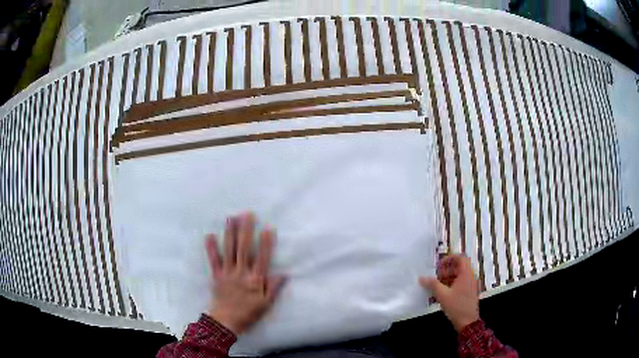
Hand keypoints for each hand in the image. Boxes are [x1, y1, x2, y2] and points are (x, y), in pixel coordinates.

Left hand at [205, 212, 285, 334]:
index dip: (265, 243)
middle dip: (246, 230)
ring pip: (229, 250)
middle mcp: (241, 273)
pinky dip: (211, 248)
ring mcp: (227, 273)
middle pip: (244, 249)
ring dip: (230, 233)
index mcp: (255, 280)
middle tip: (247, 214)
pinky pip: (213, 260)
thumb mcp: (266, 304)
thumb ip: (273, 288)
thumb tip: (284, 274)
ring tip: (231, 218)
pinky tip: (209, 235)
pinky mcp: (216, 275)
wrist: (226, 322)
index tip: (267, 228)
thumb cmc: (248, 313)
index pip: (262, 258)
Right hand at [419, 254, 479, 331]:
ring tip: (438, 286)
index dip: (449, 258)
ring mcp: (472, 284)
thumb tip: (422, 278)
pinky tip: (443, 293)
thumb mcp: (442, 295)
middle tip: (436, 277)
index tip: (439, 265)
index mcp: (466, 274)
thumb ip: (432, 284)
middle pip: (459, 266)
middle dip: (446, 270)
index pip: (460, 258)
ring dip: (448, 277)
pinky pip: (461, 282)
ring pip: (460, 275)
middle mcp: (471, 276)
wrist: (468, 322)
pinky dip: (452, 284)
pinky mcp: (470, 292)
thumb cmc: (456, 306)